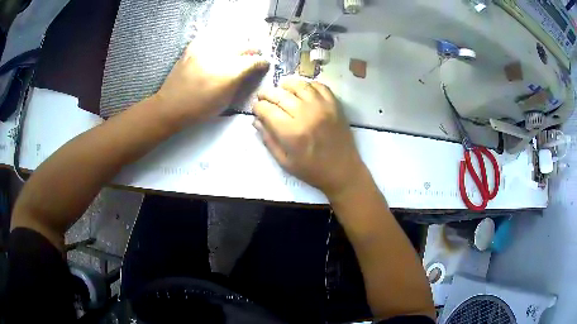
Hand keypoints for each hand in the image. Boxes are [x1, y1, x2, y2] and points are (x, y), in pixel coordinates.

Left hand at [155, 43, 268, 125]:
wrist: (171, 105)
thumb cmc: (200, 109)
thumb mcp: (226, 100)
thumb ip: (240, 82)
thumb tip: (250, 71)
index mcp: (229, 73)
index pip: (254, 60)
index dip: (262, 62)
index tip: (264, 64)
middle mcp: (220, 56)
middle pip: (244, 46)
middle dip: (252, 51)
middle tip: (254, 56)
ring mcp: (205, 49)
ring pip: (230, 39)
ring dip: (238, 45)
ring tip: (238, 51)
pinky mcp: (194, 46)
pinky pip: (212, 37)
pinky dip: (220, 40)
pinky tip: (221, 47)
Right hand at [254, 78, 368, 198]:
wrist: (343, 171)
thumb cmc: (312, 170)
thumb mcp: (285, 162)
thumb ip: (268, 140)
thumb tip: (256, 121)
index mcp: (291, 132)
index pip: (267, 110)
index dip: (257, 107)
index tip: (255, 109)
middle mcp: (306, 114)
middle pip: (280, 95)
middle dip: (267, 94)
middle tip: (262, 96)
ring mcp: (322, 107)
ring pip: (300, 85)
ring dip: (286, 85)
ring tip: (281, 88)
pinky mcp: (335, 105)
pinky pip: (320, 86)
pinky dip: (308, 84)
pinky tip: (302, 90)